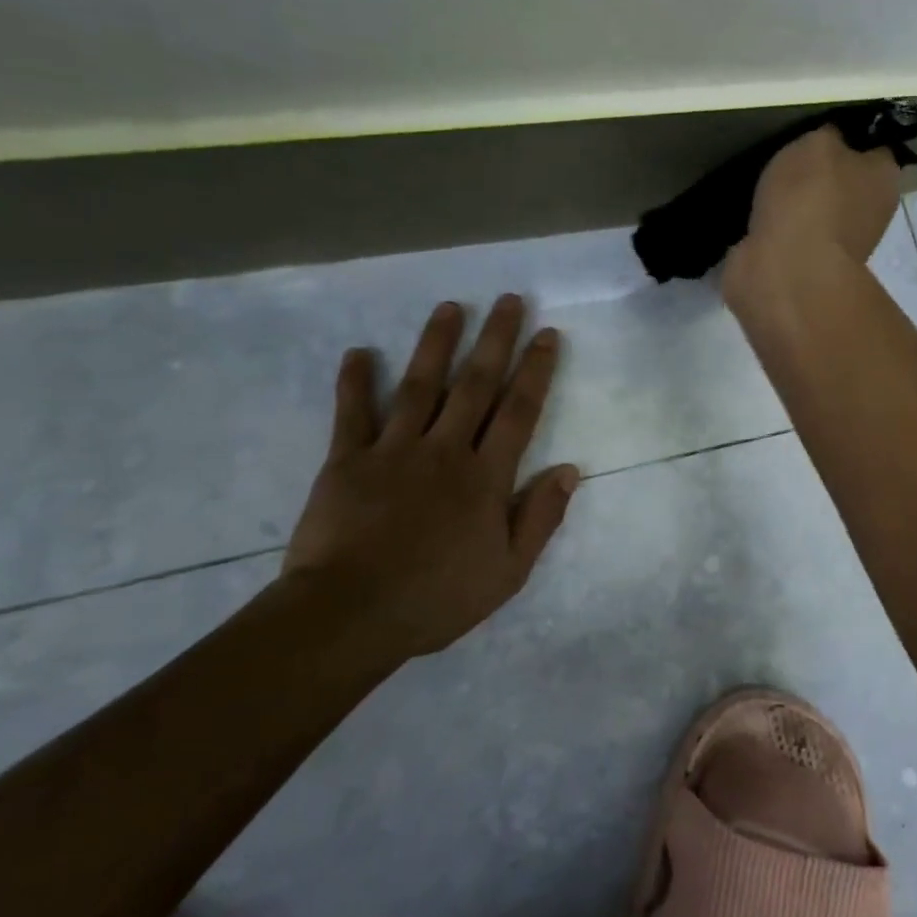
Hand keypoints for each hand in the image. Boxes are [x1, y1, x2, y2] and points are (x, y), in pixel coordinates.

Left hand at [284, 296, 579, 659]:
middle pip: (475, 385)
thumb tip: (570, 470)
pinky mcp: (346, 461)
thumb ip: (540, 517)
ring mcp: (393, 451)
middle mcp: (445, 450)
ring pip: (420, 386)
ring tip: (450, 307)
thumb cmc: (438, 597)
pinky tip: (358, 352)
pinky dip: (355, 382)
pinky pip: (352, 414)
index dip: (536, 370)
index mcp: (486, 477)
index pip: (519, 411)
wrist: (350, 616)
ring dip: (436, 344)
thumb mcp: (509, 571)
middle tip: (508, 300)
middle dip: (495, 340)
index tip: (547, 335)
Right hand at [726, 124, 900, 299]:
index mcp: (885, 180)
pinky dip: (775, 227)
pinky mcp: (805, 266)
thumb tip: (831, 140)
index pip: (876, 149)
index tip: (824, 127)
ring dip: (795, 202)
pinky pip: (791, 235)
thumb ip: (828, 136)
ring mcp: (837, 245)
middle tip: (789, 153)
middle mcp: (870, 214)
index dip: (852, 136)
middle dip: (821, 172)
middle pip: (846, 183)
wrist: (785, 270)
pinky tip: (755, 213)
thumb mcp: (819, 143)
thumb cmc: (812, 197)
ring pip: (817, 211)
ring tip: (764, 180)